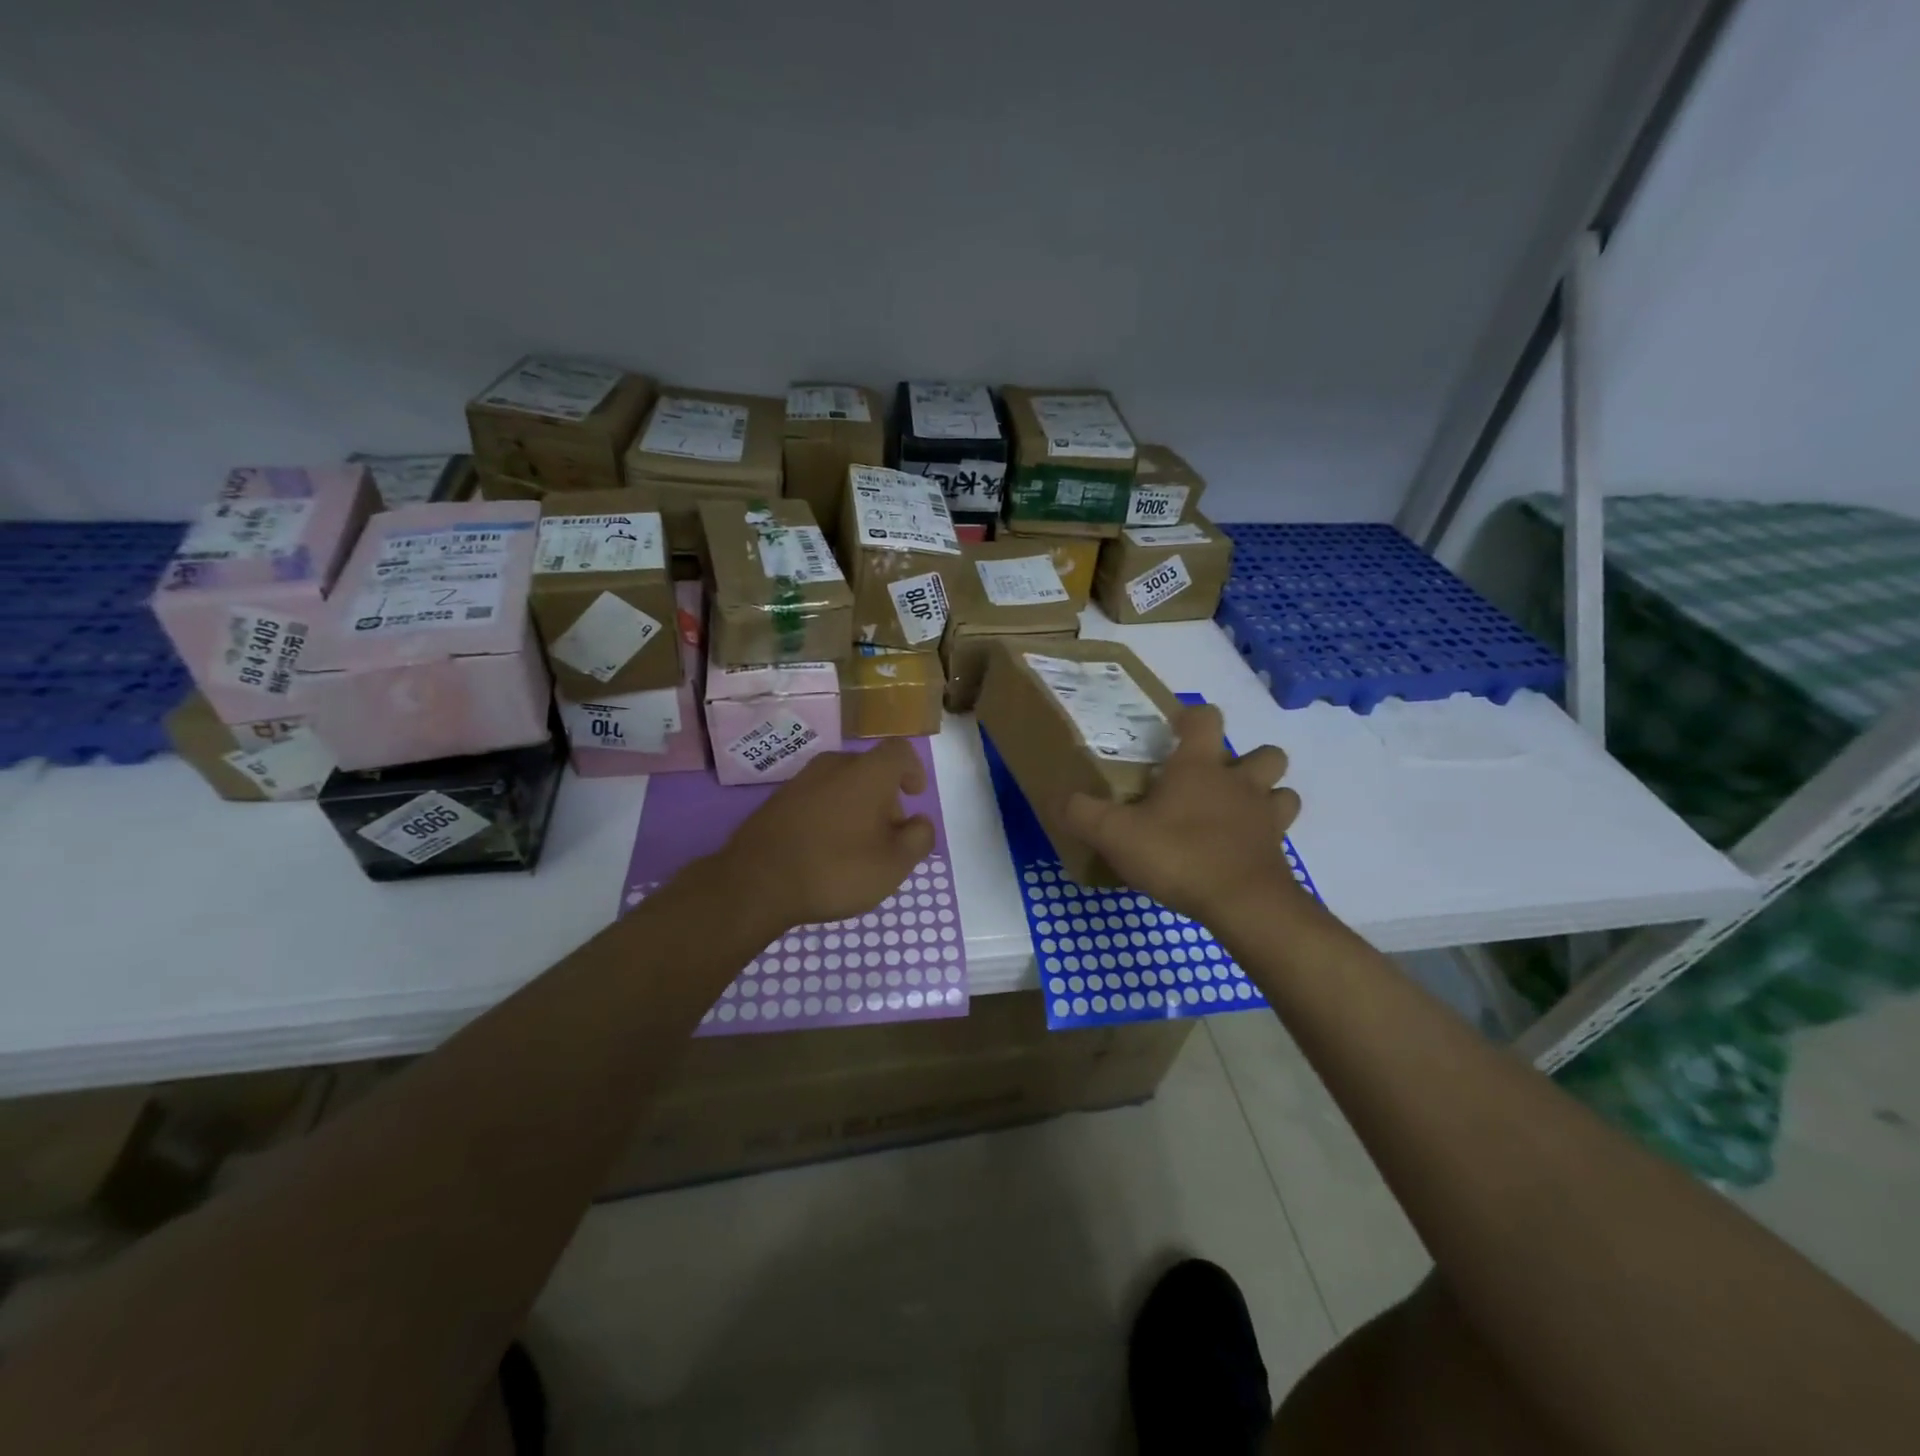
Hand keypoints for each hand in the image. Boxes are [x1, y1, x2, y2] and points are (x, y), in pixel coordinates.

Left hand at [717, 739, 935, 930]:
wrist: (755, 883)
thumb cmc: (836, 869)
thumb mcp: (894, 864)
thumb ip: (918, 838)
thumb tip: (920, 822)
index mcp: (867, 772)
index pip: (900, 751)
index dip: (913, 769)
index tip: (915, 795)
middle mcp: (834, 765)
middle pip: (870, 770)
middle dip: (885, 797)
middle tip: (888, 836)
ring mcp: (801, 781)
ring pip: (842, 785)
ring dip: (856, 807)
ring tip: (856, 847)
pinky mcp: (777, 801)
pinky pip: (817, 799)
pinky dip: (829, 816)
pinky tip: (825, 850)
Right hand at [1063, 704, 1302, 924]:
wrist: (1244, 905)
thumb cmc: (1179, 855)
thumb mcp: (1115, 835)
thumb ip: (1084, 814)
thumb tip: (1062, 800)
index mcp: (1199, 767)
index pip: (1206, 719)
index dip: (1192, 717)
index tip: (1175, 728)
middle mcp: (1239, 783)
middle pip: (1264, 753)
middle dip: (1245, 759)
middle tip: (1214, 781)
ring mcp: (1265, 817)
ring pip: (1282, 791)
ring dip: (1266, 795)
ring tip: (1236, 812)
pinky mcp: (1277, 852)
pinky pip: (1279, 832)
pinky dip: (1265, 836)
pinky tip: (1240, 851)